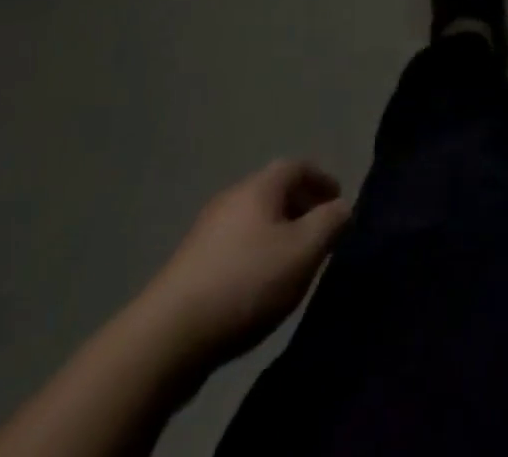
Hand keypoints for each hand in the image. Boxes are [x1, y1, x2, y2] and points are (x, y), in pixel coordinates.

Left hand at [137, 160, 350, 370]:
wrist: (164, 340)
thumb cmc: (245, 283)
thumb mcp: (304, 251)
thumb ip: (331, 222)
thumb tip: (342, 207)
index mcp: (259, 187)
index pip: (298, 166)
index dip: (322, 180)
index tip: (338, 202)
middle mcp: (230, 199)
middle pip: (273, 192)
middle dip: (300, 207)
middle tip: (320, 234)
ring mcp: (204, 234)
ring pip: (252, 222)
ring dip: (276, 235)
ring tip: (292, 264)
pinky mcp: (187, 269)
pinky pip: (233, 249)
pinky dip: (254, 256)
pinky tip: (257, 288)